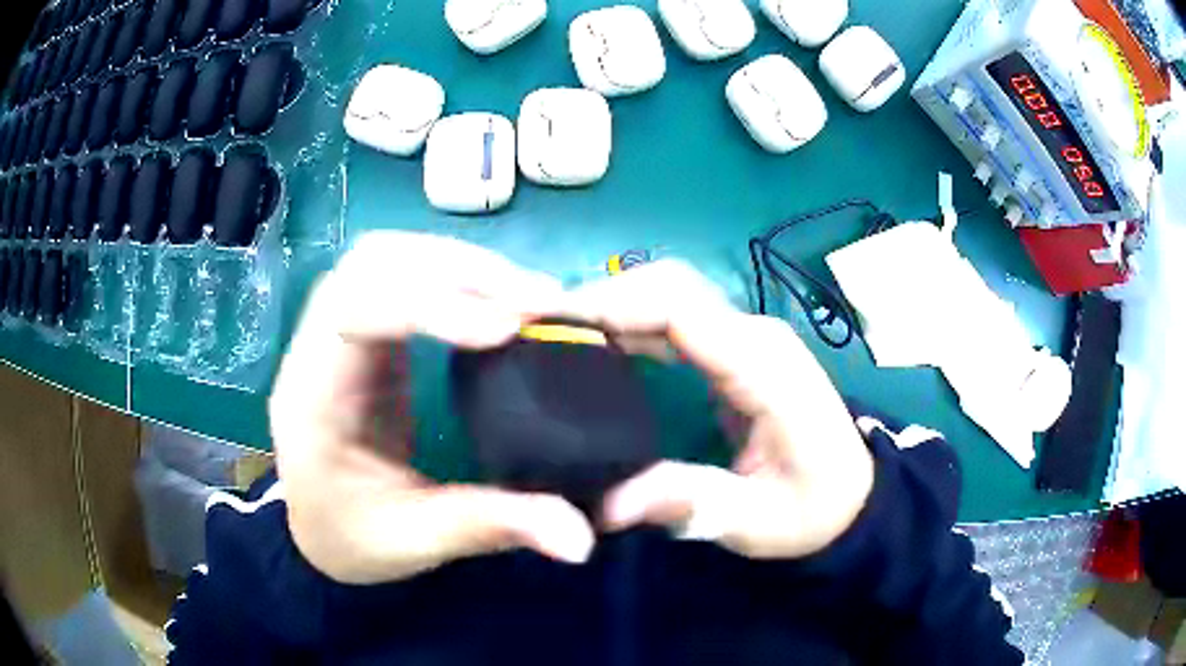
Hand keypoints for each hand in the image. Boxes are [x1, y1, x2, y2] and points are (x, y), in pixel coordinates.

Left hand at [270, 232, 594, 584]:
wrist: (317, 528)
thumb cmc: (349, 536)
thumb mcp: (413, 541)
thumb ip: (491, 528)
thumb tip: (583, 538)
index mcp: (311, 398)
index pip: (353, 311)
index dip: (428, 304)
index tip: (507, 328)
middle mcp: (316, 348)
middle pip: (371, 262)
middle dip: (457, 269)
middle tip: (537, 302)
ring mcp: (338, 333)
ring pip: (389, 257)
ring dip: (460, 264)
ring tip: (528, 296)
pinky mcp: (366, 335)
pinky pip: (404, 276)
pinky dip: (457, 277)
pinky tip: (499, 303)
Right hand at [566, 261, 874, 558]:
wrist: (852, 495)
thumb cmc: (811, 509)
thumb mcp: (754, 523)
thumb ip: (689, 503)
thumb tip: (609, 503)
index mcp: (763, 366)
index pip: (680, 309)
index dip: (612, 304)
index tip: (547, 320)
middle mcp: (754, 334)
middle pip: (669, 286)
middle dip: (600, 296)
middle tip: (537, 328)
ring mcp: (747, 336)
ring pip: (669, 294)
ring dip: (611, 304)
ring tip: (552, 333)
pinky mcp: (736, 348)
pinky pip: (676, 317)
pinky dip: (630, 321)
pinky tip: (595, 346)